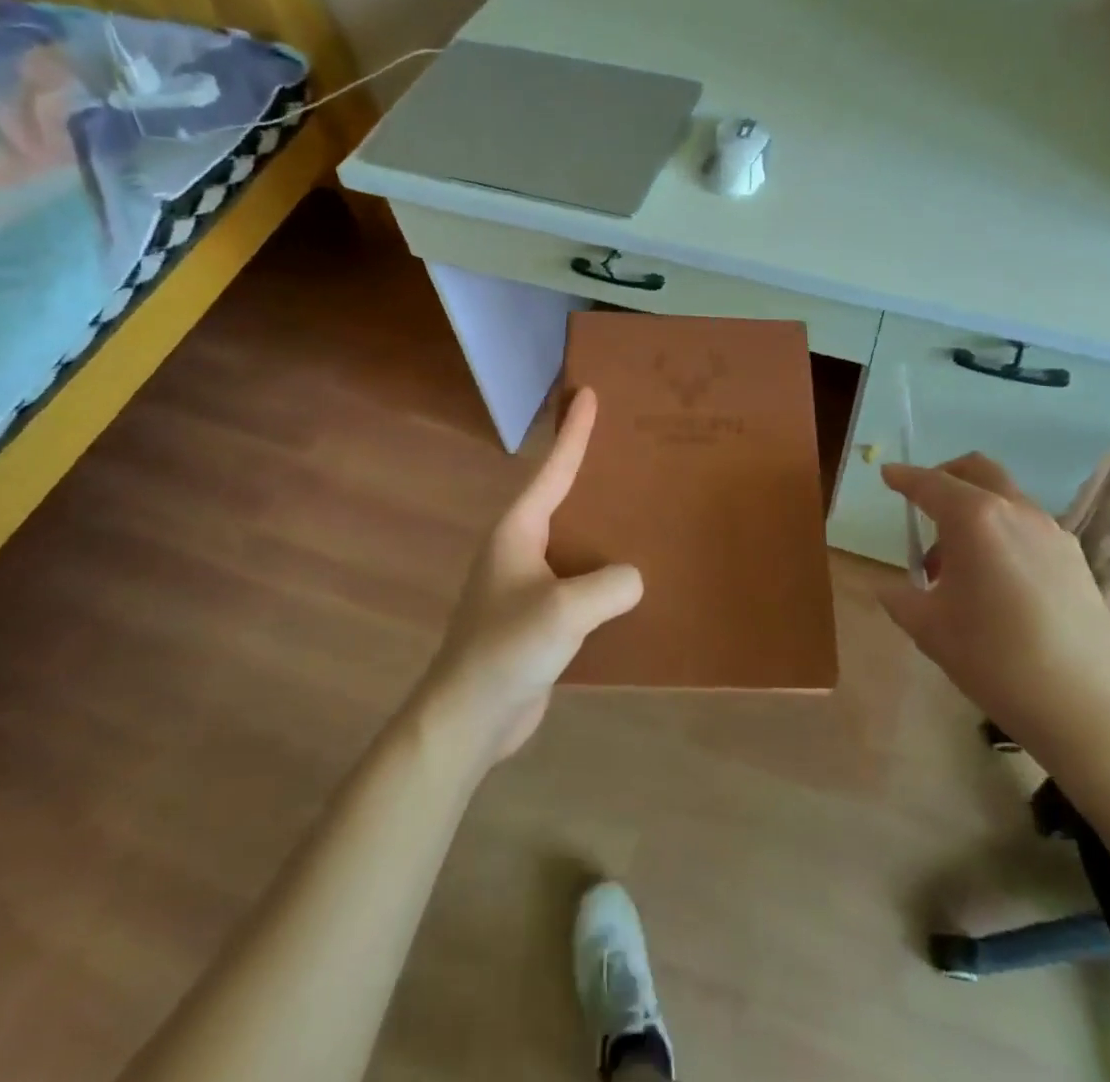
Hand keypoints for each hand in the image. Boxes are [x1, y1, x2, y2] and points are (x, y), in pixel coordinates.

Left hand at [421, 388, 642, 762]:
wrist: (468, 718)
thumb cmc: (506, 649)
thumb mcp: (565, 610)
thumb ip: (610, 585)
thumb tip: (634, 578)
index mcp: (517, 531)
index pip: (553, 469)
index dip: (573, 431)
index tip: (587, 392)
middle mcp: (520, 549)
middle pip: (562, 498)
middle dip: (591, 472)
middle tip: (629, 448)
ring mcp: (527, 584)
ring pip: (573, 542)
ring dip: (601, 528)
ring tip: (641, 511)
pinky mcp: (538, 618)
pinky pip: (578, 581)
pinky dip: (602, 573)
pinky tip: (631, 581)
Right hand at [880, 454, 1109, 775]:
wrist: (1091, 705)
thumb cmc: (995, 658)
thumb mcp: (929, 630)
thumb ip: (901, 599)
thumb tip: (891, 588)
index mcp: (974, 518)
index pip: (930, 484)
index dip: (904, 477)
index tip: (888, 474)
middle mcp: (1015, 511)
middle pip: (977, 471)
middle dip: (945, 476)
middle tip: (922, 503)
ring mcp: (1052, 533)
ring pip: (1006, 500)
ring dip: (975, 512)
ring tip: (955, 564)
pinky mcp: (1076, 559)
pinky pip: (1028, 528)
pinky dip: (1002, 534)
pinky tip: (995, 582)